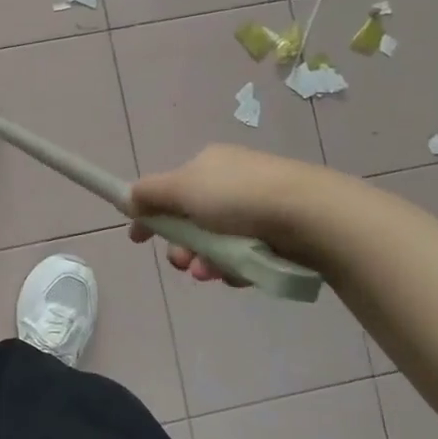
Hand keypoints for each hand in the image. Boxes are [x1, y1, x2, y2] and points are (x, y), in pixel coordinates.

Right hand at [127, 145, 336, 285]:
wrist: (311, 215)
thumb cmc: (238, 197)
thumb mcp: (181, 188)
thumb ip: (148, 193)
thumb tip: (126, 198)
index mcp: (207, 164)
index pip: (169, 190)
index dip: (150, 214)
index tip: (138, 239)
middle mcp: (231, 182)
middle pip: (191, 221)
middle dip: (181, 246)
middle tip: (181, 262)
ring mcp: (257, 209)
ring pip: (216, 243)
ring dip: (205, 261)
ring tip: (210, 274)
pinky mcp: (279, 235)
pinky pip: (245, 255)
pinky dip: (236, 267)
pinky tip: (240, 274)